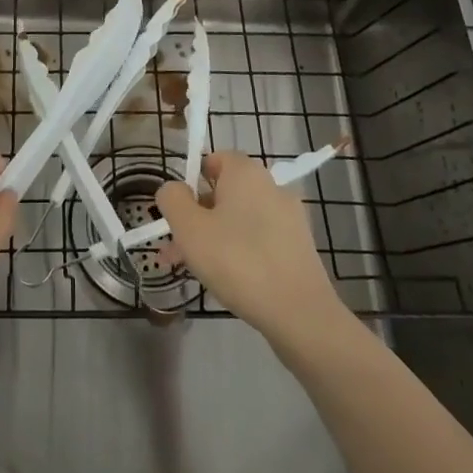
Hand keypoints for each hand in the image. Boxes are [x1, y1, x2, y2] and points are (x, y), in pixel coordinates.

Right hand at [156, 151, 344, 345]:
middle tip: (177, 249)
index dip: (191, 182)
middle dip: (197, 217)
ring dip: (214, 237)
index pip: (214, 159)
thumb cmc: (237, 261)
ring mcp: (289, 218)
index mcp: (246, 172)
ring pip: (240, 219)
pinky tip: (228, 280)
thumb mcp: (189, 228)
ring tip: (195, 271)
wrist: (300, 314)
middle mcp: (271, 186)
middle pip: (225, 192)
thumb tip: (174, 190)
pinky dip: (240, 251)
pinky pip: (259, 239)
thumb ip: (172, 199)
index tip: (179, 213)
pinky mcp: (299, 247)